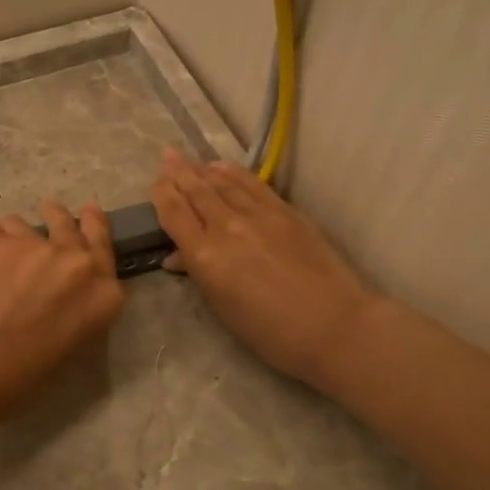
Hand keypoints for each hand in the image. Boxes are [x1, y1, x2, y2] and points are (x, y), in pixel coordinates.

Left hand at [0, 200, 125, 415]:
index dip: (97, 239)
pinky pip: (1, 228)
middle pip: (81, 228)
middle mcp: (82, 264)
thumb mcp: (71, 345)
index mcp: (105, 296)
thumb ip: (78, 311)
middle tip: (58, 209)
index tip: (91, 226)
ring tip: (16, 226)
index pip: (107, 257)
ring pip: (38, 224)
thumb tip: (65, 296)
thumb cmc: (24, 373)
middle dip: (71, 218)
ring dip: (27, 227)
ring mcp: (43, 248)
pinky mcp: (5, 243)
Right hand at [151, 148, 378, 391]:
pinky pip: (253, 184)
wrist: (333, 325)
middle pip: (197, 191)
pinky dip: (234, 173)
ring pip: (224, 183)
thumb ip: (199, 275)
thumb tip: (177, 257)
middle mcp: (227, 227)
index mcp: (206, 256)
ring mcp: (259, 215)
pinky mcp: (286, 211)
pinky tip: (223, 166)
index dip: (162, 194)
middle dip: (178, 172)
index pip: (175, 213)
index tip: (155, 182)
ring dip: (203, 170)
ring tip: (189, 160)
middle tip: (166, 156)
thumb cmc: (271, 333)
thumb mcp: (224, 309)